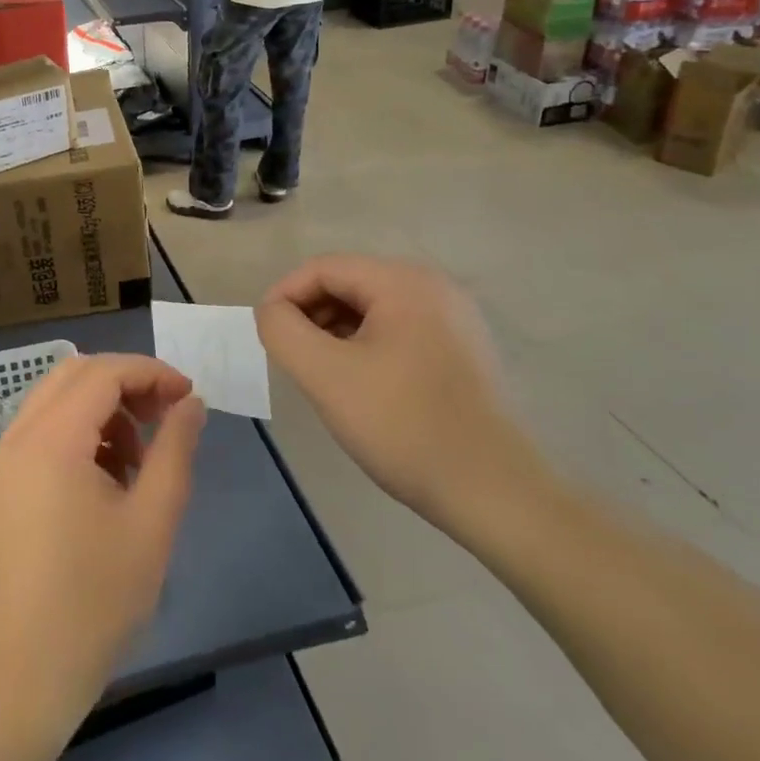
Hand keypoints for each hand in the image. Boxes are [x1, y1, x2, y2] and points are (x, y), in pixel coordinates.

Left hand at [0, 354, 205, 732]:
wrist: (19, 676)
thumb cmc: (93, 601)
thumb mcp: (151, 522)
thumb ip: (175, 450)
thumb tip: (191, 403)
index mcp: (51, 438)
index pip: (104, 372)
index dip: (151, 373)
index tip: (189, 397)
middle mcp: (19, 435)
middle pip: (76, 375)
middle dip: (126, 384)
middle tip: (166, 418)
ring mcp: (4, 460)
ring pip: (57, 401)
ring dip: (103, 410)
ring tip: (140, 462)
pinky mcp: (2, 485)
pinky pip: (43, 432)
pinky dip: (80, 434)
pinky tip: (108, 482)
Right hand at [255, 255, 542, 528]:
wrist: (493, 492)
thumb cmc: (403, 425)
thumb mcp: (325, 375)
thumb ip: (283, 330)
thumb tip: (272, 311)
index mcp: (404, 282)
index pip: (323, 268)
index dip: (284, 296)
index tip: (266, 336)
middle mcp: (433, 288)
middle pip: (348, 284)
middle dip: (310, 316)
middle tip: (293, 360)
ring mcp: (453, 319)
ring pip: (371, 309)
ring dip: (335, 333)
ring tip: (321, 376)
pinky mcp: (461, 350)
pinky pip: (397, 331)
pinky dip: (365, 347)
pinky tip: (359, 386)